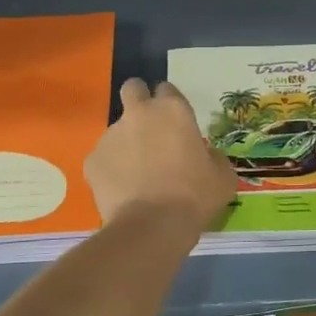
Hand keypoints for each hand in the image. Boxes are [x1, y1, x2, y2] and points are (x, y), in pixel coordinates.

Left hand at [86, 79, 237, 226]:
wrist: (152, 227)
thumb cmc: (194, 197)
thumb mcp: (223, 176)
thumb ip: (212, 156)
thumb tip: (204, 155)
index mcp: (173, 110)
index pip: (167, 88)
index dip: (170, 103)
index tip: (176, 122)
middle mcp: (139, 114)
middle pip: (133, 89)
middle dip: (139, 100)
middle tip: (149, 128)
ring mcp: (111, 135)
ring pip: (118, 129)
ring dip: (127, 142)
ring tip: (138, 174)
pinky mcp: (92, 160)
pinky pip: (104, 158)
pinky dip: (112, 169)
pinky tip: (124, 190)